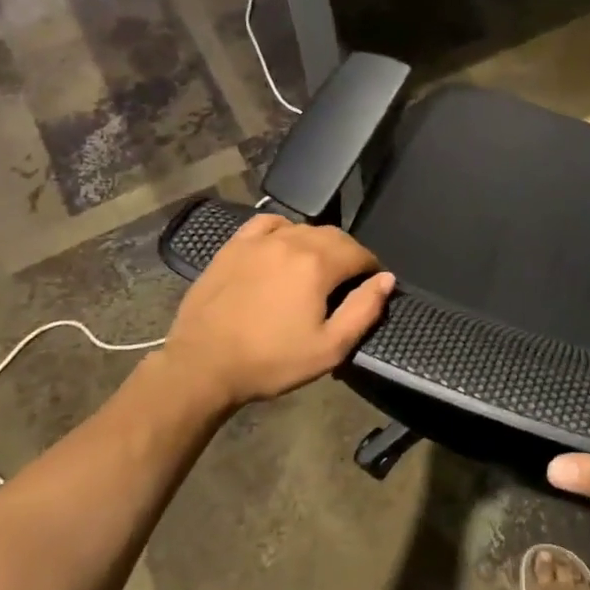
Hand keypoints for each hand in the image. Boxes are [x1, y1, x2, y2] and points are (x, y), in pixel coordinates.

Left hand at [166, 214, 393, 411]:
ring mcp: (259, 240)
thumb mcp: (329, 348)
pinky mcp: (234, 246)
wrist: (203, 365)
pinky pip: (268, 224)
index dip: (371, 269)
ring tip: (317, 269)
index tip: (370, 286)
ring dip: (319, 244)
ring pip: (303, 228)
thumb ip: (364, 310)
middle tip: (347, 282)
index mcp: (318, 264)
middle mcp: (292, 241)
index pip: (359, 253)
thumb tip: (386, 279)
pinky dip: (284, 230)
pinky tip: (283, 246)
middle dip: (348, 255)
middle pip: (334, 236)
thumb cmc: (271, 361)